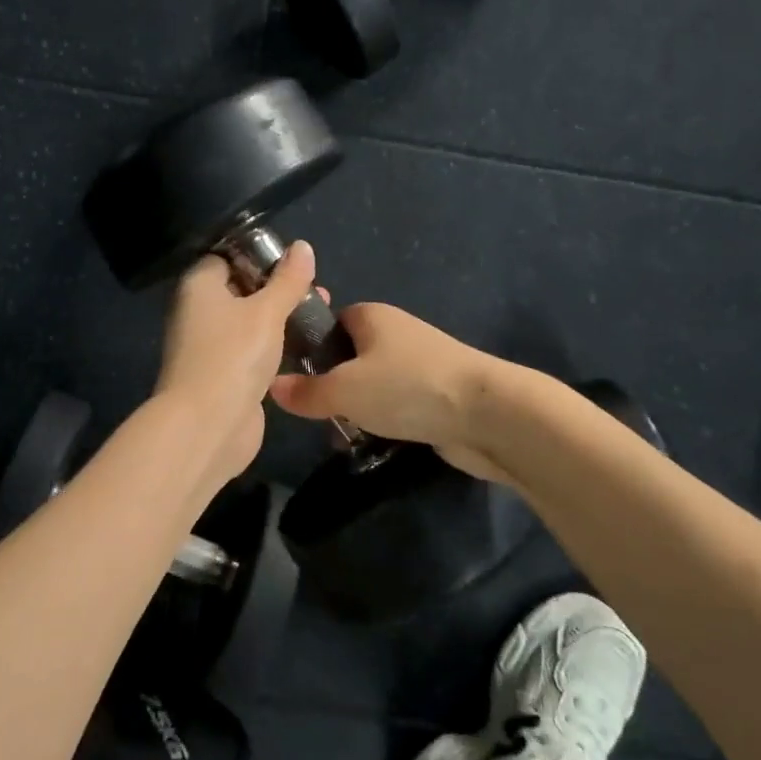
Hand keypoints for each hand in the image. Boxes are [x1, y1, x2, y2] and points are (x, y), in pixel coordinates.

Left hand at [153, 241, 318, 483]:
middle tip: (316, 289)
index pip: (226, 256)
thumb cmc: (233, 355)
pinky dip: (275, 346)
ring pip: (249, 321)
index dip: (258, 255)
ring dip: (280, 318)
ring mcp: (210, 346)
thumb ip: (287, 280)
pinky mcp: (225, 374)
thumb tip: (302, 246)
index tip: (294, 259)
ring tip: (320, 312)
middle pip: (241, 289)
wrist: (207, 428)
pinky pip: (252, 350)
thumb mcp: (266, 311)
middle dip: (278, 288)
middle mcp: (199, 312)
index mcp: (200, 286)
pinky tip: (305, 344)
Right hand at [268, 303, 506, 482]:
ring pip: (373, 384)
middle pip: (350, 356)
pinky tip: (374, 443)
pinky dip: (385, 421)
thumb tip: (272, 387)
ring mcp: (419, 363)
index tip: (295, 377)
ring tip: (342, 435)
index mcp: (371, 316)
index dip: (310, 346)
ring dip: (358, 409)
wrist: (488, 413)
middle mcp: (395, 333)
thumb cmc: (407, 387)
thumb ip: (306, 390)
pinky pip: (398, 404)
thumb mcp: (344, 390)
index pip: (329, 322)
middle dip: (333, 385)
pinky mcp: (437, 394)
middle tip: (317, 413)